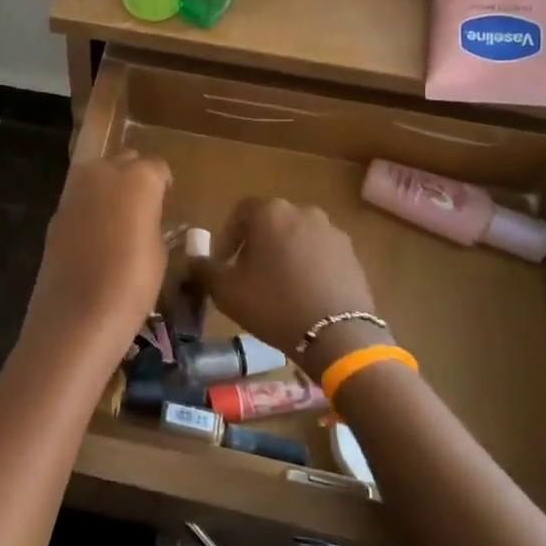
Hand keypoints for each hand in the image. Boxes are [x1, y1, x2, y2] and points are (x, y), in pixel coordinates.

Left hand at [19, 152, 172, 371]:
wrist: (75, 317)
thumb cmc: (131, 285)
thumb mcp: (159, 254)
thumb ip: (152, 222)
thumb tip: (145, 217)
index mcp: (139, 178)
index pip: (157, 168)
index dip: (163, 186)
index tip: (166, 204)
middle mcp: (104, 172)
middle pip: (125, 161)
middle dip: (135, 177)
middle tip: (144, 208)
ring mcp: (75, 190)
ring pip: (98, 174)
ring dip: (110, 188)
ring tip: (119, 220)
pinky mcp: (56, 212)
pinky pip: (80, 199)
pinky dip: (90, 208)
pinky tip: (96, 236)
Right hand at [194, 198, 377, 360]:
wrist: (338, 334)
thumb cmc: (274, 305)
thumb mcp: (226, 291)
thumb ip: (204, 270)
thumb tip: (194, 261)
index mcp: (270, 212)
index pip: (239, 212)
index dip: (227, 237)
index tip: (224, 263)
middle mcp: (302, 211)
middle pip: (271, 222)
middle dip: (256, 244)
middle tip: (248, 275)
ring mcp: (331, 231)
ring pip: (297, 237)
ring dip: (284, 254)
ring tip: (278, 286)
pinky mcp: (351, 253)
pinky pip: (320, 253)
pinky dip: (309, 266)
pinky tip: (304, 293)